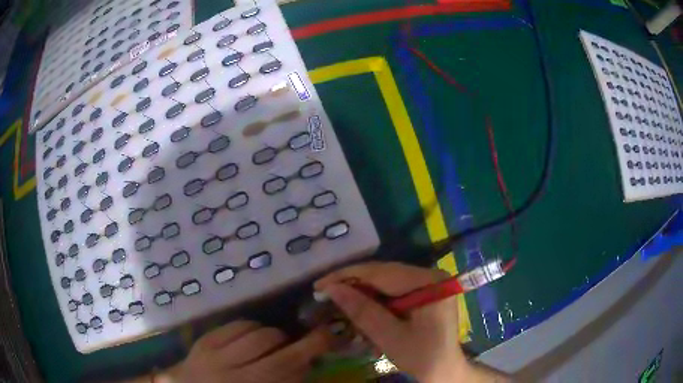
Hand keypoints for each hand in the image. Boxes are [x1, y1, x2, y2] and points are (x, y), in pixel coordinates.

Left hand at [156, 320, 330, 382]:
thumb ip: (286, 381)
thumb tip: (304, 361)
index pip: (285, 364)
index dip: (309, 347)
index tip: (327, 335)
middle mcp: (231, 369)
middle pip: (269, 342)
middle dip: (289, 340)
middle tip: (295, 345)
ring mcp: (213, 353)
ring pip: (252, 331)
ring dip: (269, 334)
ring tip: (270, 344)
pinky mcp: (203, 341)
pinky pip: (233, 325)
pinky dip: (249, 327)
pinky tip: (250, 337)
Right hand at [316, 262, 506, 382]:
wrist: (445, 370)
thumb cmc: (422, 357)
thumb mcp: (389, 337)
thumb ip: (362, 311)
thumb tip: (331, 288)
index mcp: (428, 282)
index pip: (381, 272)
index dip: (348, 277)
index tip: (320, 285)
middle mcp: (430, 275)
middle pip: (383, 275)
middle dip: (354, 287)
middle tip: (326, 296)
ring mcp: (429, 283)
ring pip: (386, 284)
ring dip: (364, 298)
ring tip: (344, 310)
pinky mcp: (424, 293)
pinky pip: (394, 292)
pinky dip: (377, 305)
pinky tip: (366, 318)